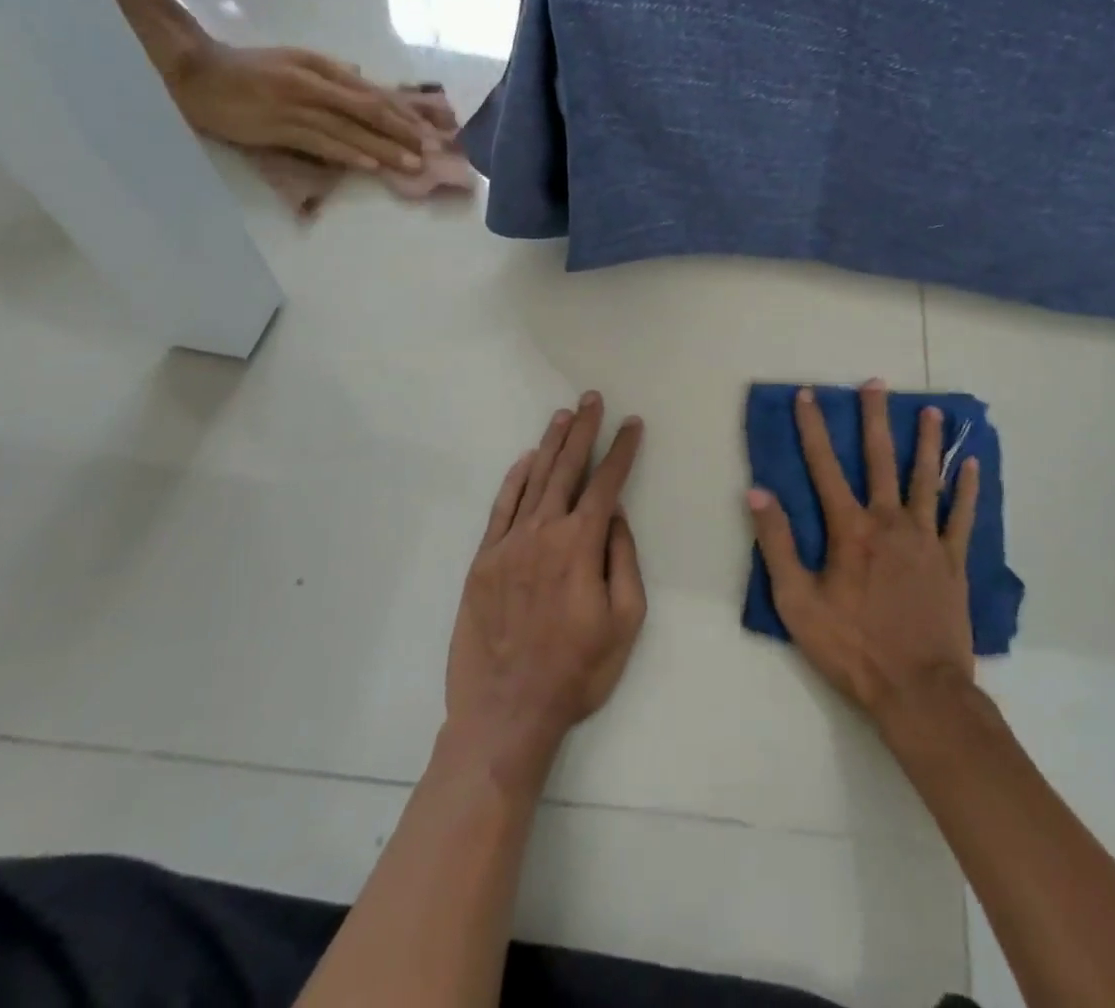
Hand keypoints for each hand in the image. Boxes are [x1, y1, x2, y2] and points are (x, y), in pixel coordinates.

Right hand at [169, 42, 433, 172]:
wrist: (194, 74)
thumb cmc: (248, 68)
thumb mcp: (295, 61)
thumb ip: (332, 72)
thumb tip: (365, 79)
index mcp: (322, 68)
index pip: (372, 92)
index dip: (403, 112)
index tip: (427, 128)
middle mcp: (315, 85)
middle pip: (369, 111)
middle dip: (403, 132)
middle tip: (430, 150)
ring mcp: (298, 108)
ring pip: (351, 131)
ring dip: (384, 149)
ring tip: (412, 164)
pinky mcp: (280, 129)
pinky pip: (322, 144)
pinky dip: (349, 154)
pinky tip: (371, 165)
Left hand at [445, 395, 646, 784]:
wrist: (505, 714)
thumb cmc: (577, 671)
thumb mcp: (625, 621)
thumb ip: (623, 560)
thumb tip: (617, 517)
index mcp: (581, 545)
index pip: (607, 484)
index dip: (622, 451)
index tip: (632, 424)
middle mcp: (544, 532)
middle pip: (567, 469)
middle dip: (583, 431)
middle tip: (591, 400)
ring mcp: (508, 544)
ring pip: (533, 481)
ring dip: (550, 445)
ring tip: (563, 416)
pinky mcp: (482, 561)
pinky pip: (500, 509)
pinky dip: (514, 480)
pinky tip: (525, 461)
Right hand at [747, 380, 979, 723]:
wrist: (918, 690)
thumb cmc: (852, 648)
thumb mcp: (797, 602)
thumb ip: (777, 544)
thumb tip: (757, 493)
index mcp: (850, 530)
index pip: (824, 467)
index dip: (813, 428)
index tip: (807, 395)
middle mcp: (889, 521)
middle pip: (880, 459)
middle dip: (874, 418)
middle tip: (875, 383)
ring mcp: (926, 539)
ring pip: (926, 478)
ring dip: (926, 442)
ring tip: (929, 411)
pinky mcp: (953, 561)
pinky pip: (962, 516)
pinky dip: (966, 489)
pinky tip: (971, 464)